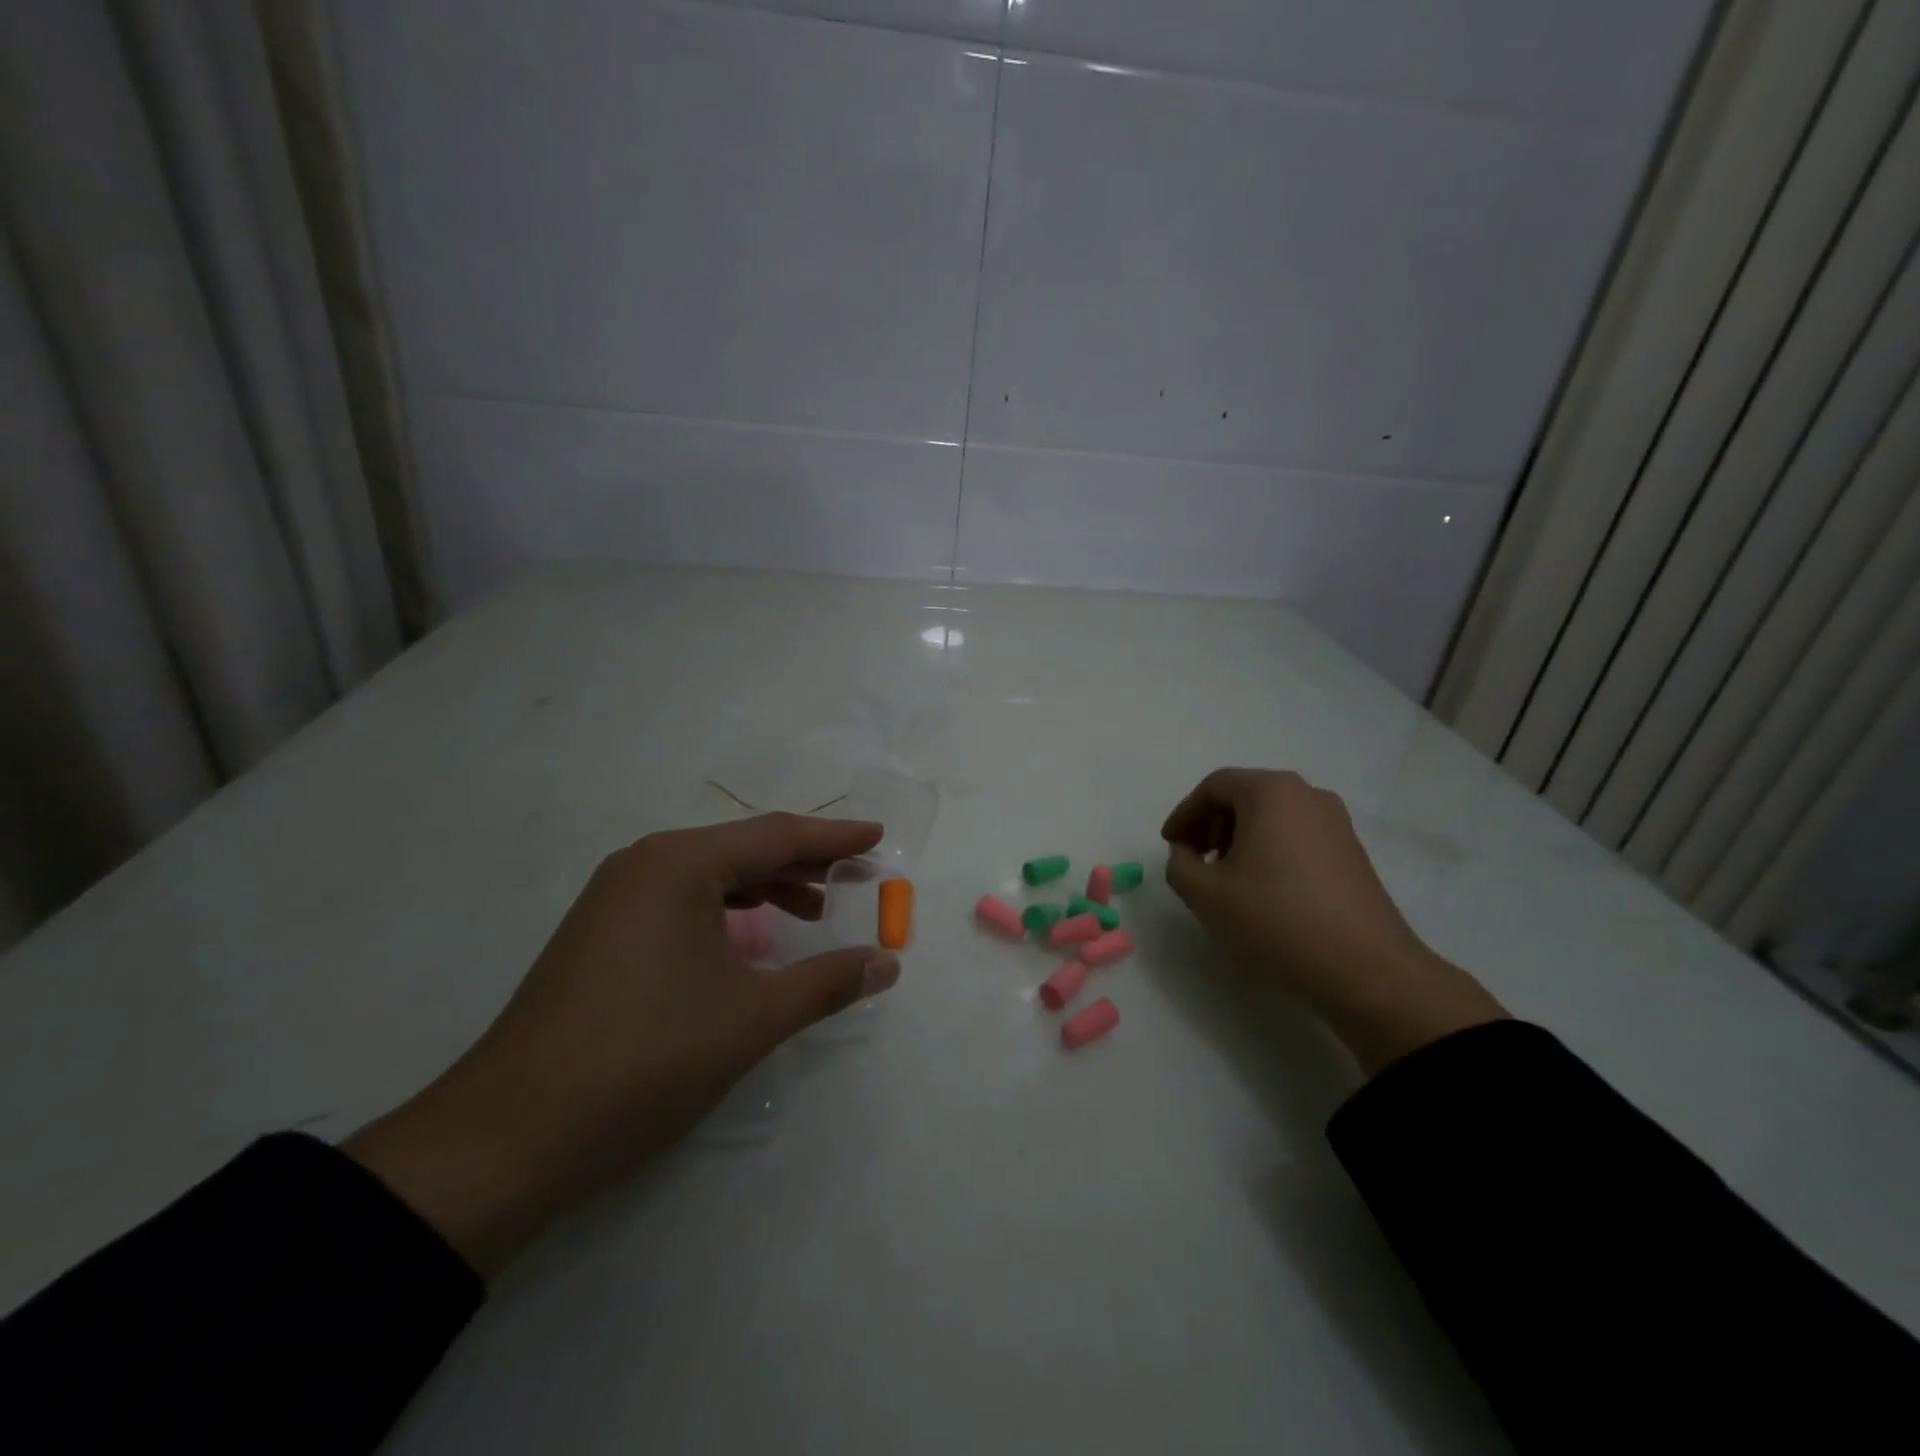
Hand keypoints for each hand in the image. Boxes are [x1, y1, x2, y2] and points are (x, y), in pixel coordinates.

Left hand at [345, 814, 895, 1274]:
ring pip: (711, 876)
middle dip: (804, 863)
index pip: (775, 836)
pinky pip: (683, 902)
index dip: (834, 839)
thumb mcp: (750, 1020)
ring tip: (815, 910)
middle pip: (743, 849)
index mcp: (678, 864)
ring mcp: (615, 899)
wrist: (506, 1140)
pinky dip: (728, 911)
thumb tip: (886, 963)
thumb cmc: (644, 1061)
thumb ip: (825, 983)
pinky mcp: (602, 935)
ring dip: (767, 887)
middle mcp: (644, 865)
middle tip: (858, 878)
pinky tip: (751, 939)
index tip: (878, 838)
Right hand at [1161, 768, 1504, 1073]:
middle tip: (1193, 859)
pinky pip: (1296, 835)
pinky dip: (1269, 850)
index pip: (1214, 786)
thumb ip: (1179, 864)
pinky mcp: (1352, 851)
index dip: (1184, 813)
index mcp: (1271, 792)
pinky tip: (1261, 889)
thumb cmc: (1275, 919)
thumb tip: (1187, 854)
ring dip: (1239, 838)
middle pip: (1244, 795)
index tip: (1169, 845)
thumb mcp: (1205, 894)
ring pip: (1272, 816)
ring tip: (1224, 877)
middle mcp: (1307, 794)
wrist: (1366, 970)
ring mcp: (1336, 822)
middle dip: (1211, 824)